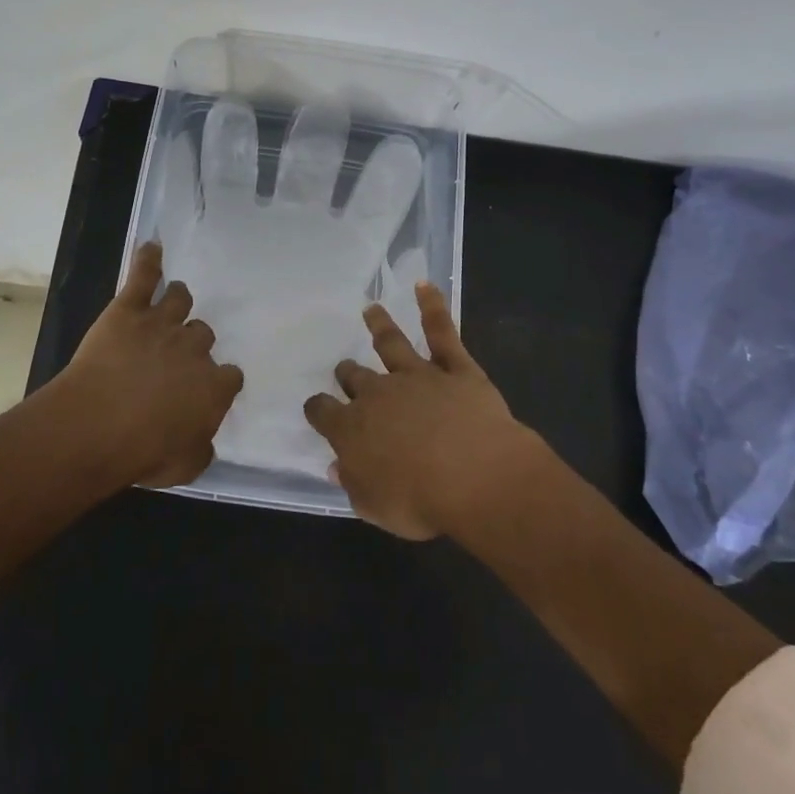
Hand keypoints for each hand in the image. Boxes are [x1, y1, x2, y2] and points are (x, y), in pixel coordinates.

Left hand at [58, 241, 244, 487]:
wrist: (96, 426)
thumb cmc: (142, 453)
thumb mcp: (185, 466)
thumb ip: (201, 448)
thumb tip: (206, 440)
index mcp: (213, 386)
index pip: (230, 375)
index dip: (218, 381)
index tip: (206, 390)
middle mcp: (194, 348)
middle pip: (203, 334)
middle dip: (192, 344)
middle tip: (173, 358)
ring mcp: (162, 323)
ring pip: (180, 299)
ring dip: (177, 302)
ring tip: (169, 304)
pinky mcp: (129, 309)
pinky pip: (143, 276)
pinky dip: (148, 260)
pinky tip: (151, 247)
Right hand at [304, 283, 543, 538]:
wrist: (476, 476)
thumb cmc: (421, 501)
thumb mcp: (375, 508)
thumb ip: (353, 484)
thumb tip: (337, 466)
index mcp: (352, 429)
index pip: (323, 412)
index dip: (319, 410)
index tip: (318, 409)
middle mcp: (378, 394)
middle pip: (355, 377)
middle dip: (348, 373)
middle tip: (346, 369)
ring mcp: (417, 375)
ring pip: (392, 344)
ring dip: (380, 325)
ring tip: (371, 309)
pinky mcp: (455, 368)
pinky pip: (442, 332)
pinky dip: (433, 307)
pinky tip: (425, 285)